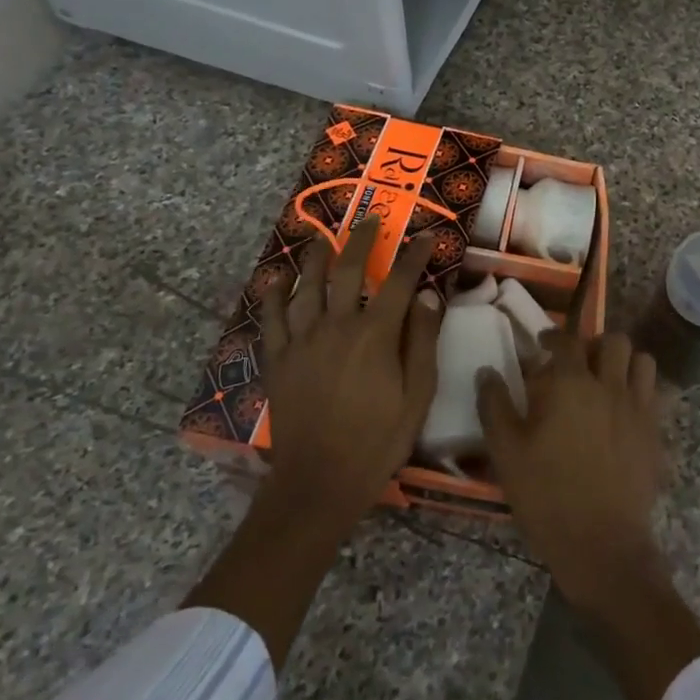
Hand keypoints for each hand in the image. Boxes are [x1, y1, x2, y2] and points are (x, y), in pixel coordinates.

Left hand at [255, 215, 443, 527]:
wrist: (319, 481)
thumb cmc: (378, 440)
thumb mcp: (418, 395)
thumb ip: (422, 341)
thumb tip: (428, 296)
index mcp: (376, 334)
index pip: (399, 281)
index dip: (414, 255)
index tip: (426, 236)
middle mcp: (337, 325)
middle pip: (349, 270)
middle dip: (363, 239)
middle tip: (372, 219)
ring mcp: (302, 340)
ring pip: (307, 285)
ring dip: (317, 256)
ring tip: (322, 237)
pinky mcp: (278, 358)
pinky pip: (271, 317)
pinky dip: (274, 294)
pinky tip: (277, 278)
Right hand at [478, 332, 661, 611]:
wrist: (602, 543)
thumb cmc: (547, 496)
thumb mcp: (506, 452)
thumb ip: (495, 406)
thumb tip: (487, 372)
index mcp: (571, 385)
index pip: (566, 340)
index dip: (553, 336)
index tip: (543, 343)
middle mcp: (609, 386)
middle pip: (613, 341)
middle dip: (595, 344)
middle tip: (579, 362)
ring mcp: (638, 408)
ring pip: (643, 361)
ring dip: (625, 362)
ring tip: (607, 379)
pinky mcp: (656, 434)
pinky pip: (656, 395)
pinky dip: (642, 391)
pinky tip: (625, 410)